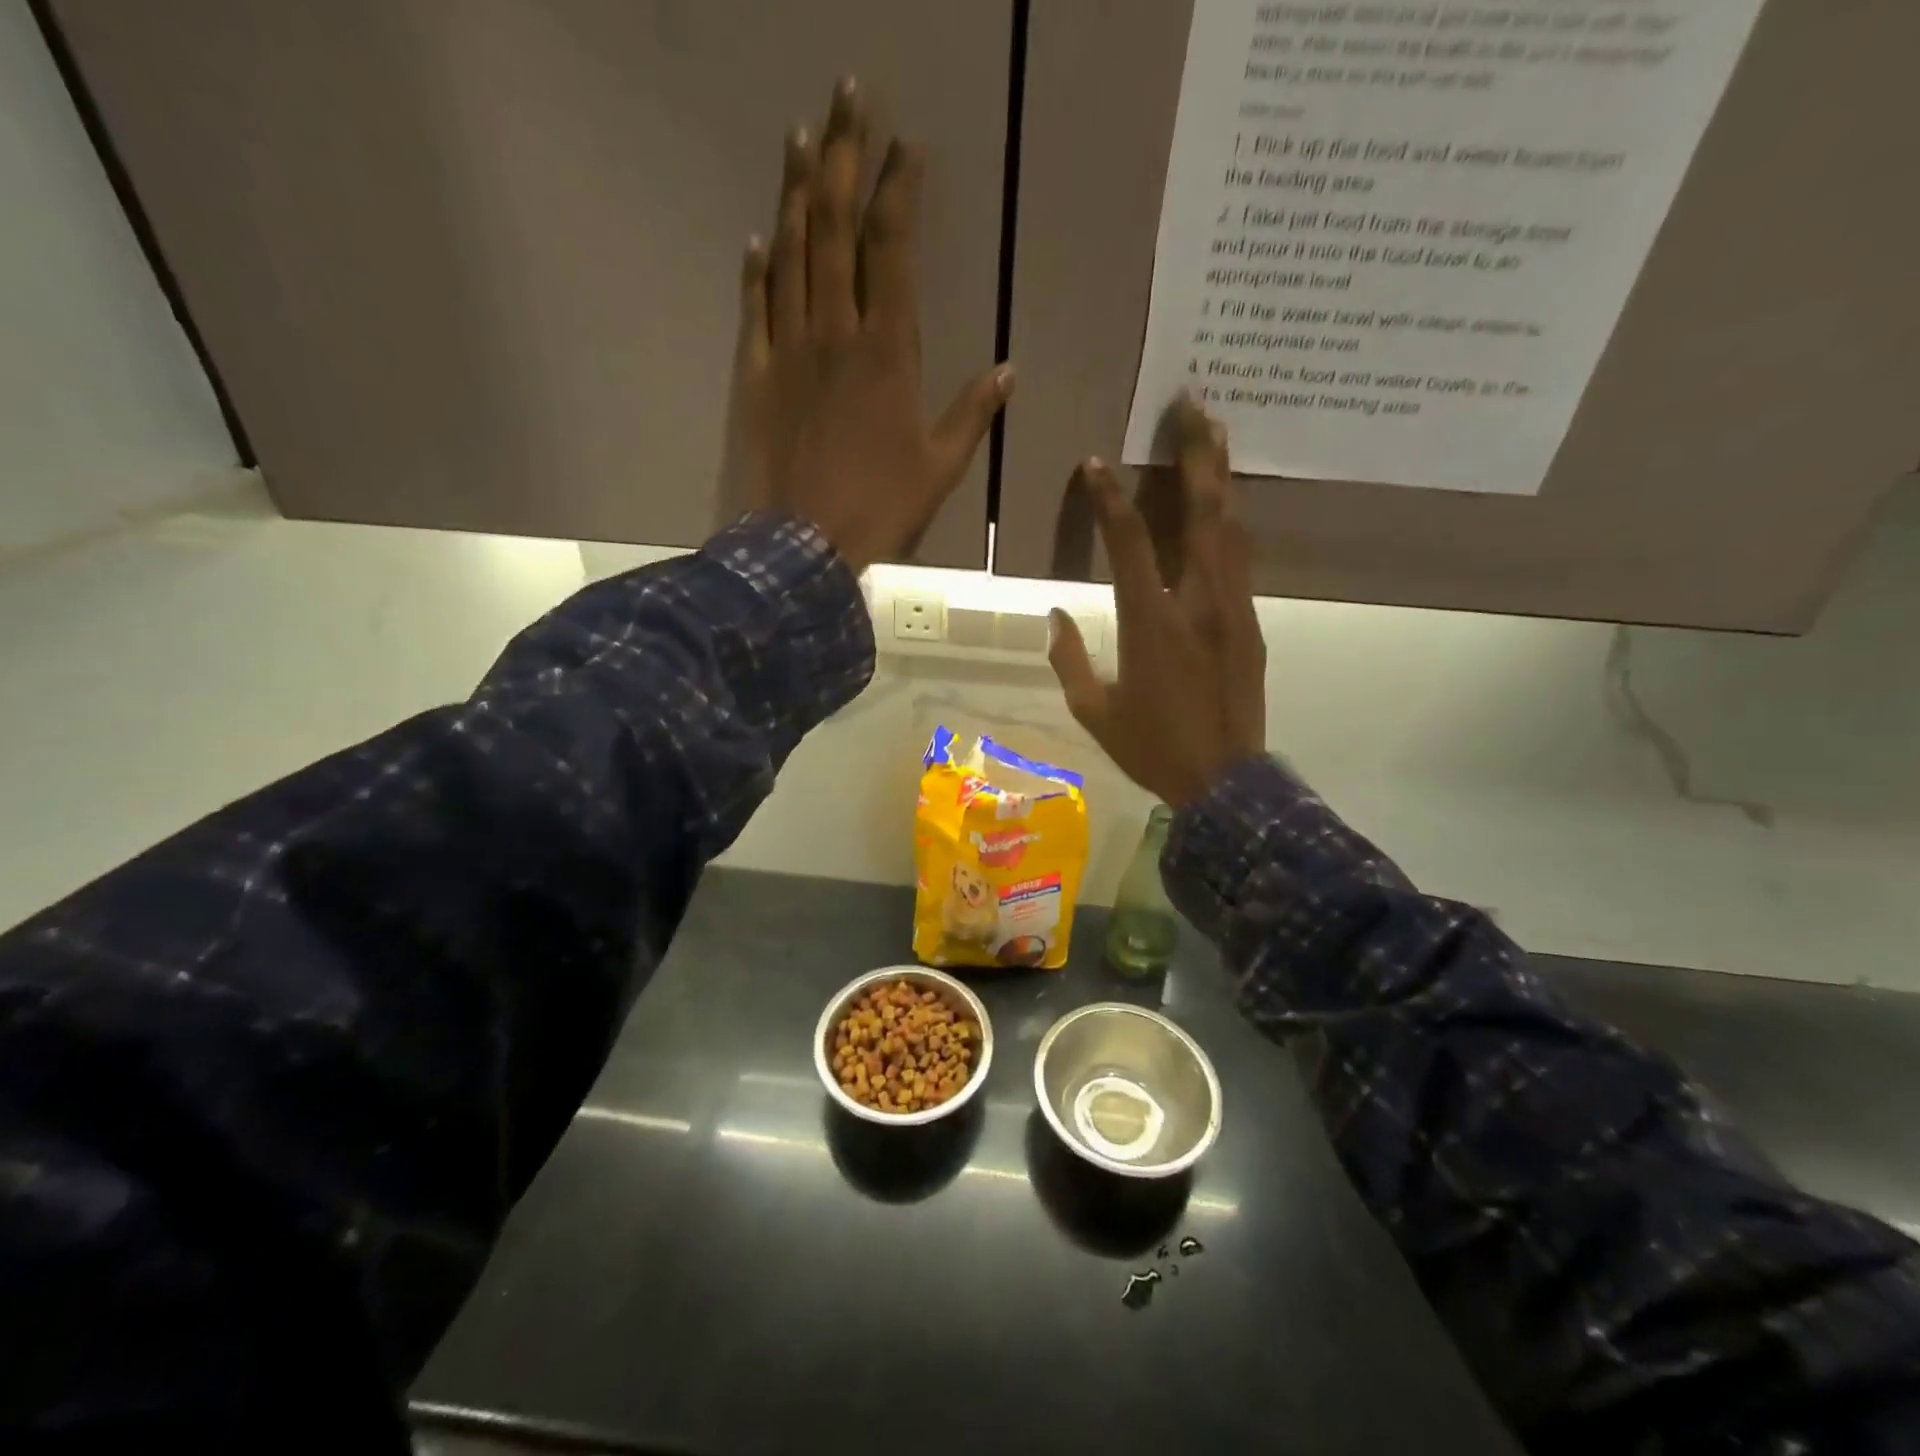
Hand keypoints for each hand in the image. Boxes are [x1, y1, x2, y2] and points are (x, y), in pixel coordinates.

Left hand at [730, 79, 1012, 571]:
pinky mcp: (757, 376)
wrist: (808, 542)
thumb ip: (972, 414)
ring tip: (798, 137)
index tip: (904, 146)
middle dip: (840, 156)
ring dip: (793, 192)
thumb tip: (1008, 372)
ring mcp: (789, 350)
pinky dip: (758, 270)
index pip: (890, 249)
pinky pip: (756, 309)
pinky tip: (759, 238)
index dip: (896, 191)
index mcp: (887, 351)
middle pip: (833, 228)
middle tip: (844, 95)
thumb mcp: (941, 466)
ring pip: (790, 255)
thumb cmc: (882, 506)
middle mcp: (835, 333)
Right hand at [1047, 401, 1266, 808]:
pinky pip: (1241, 563)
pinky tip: (1225, 508)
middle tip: (1194, 405)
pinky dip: (1230, 526)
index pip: (1128, 546)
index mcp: (1152, 625)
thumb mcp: (1095, 713)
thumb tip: (1055, 616)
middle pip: (1203, 516)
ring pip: (1232, 531)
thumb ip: (1068, 661)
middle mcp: (1199, 605)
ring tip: (1217, 433)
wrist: (1226, 782)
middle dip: (1198, 456)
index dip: (1109, 500)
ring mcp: (1234, 612)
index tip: (1095, 464)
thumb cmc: (1152, 748)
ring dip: (1222, 479)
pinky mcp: (1252, 626)